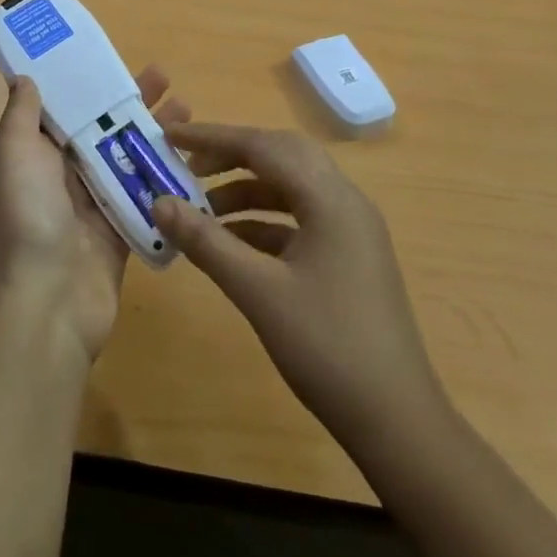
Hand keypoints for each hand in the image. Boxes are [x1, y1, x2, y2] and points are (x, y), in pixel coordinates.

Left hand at [0, 68, 190, 364]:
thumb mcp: (14, 154)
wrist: (48, 303)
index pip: (66, 109)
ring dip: (156, 132)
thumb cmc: (28, 217)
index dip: (89, 84)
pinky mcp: (122, 228)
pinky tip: (194, 156)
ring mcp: (95, 204)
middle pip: (104, 129)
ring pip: (129, 158)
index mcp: (36, 155)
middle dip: (132, 102)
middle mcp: (65, 175)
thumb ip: (22, 114)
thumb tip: (24, 75)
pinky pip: (146, 194)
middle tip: (166, 77)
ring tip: (189, 107)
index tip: (115, 60)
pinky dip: (166, 175)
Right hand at [152, 125, 446, 449]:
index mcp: (330, 198)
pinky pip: (299, 220)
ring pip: (290, 189)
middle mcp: (345, 201)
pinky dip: (262, 222)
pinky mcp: (349, 257)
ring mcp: (351, 230)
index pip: (264, 146)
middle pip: (281, 157)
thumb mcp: (258, 291)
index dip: (213, 137)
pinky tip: (230, 244)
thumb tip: (159, 202)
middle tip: (186, 166)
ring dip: (245, 191)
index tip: (170, 135)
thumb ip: (206, 242)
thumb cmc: (327, 347)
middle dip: (231, 156)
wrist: (396, 421)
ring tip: (199, 209)